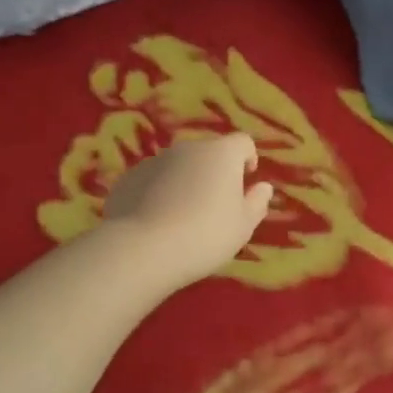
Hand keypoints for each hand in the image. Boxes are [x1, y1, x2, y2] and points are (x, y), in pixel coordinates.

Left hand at [102, 133, 274, 289]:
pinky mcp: (129, 178)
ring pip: (178, 166)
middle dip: (214, 172)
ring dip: (185, 181)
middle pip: (209, 152)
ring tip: (182, 216)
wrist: (141, 249)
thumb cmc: (205, 236)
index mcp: (222, 154)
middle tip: (214, 205)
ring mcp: (154, 160)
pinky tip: (155, 221)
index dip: (247, 159)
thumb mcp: (243, 226)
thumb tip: (263, 187)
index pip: (243, 142)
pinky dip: (158, 192)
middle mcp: (188, 148)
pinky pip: (153, 180)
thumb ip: (257, 203)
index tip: (246, 182)